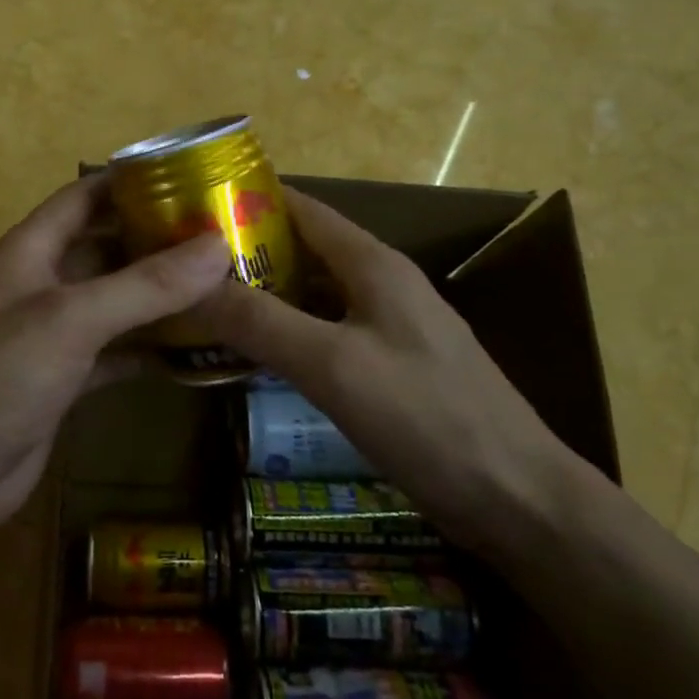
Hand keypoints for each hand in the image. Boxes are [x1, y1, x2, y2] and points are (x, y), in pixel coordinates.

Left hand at [0, 176, 228, 531]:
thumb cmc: (1, 376)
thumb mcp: (73, 319)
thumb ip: (146, 285)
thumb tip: (218, 246)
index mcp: (30, 251)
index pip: (83, 197)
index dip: (129, 181)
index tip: (189, 175)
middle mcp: (41, 284)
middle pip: (105, 248)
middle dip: (156, 240)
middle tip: (221, 234)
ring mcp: (52, 334)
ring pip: (114, 302)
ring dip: (159, 295)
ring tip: (221, 283)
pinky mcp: (64, 379)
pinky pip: (115, 350)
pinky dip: (149, 347)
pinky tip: (195, 347)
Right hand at [192, 188, 583, 559]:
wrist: (516, 498)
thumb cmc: (426, 418)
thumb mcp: (331, 365)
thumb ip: (259, 321)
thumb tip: (186, 284)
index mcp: (373, 264)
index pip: (302, 207)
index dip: (248, 200)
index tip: (190, 207)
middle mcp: (382, 285)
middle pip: (304, 250)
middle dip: (245, 252)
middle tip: (182, 267)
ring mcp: (389, 328)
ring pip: (313, 296)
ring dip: (264, 295)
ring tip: (202, 306)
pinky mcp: (390, 369)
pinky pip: (326, 335)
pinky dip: (288, 334)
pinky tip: (253, 356)